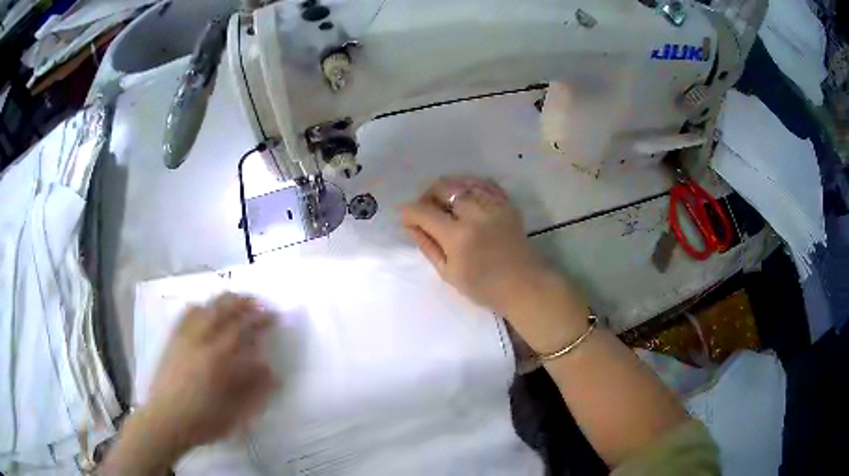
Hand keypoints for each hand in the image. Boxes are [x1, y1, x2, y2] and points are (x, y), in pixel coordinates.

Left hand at [144, 293, 277, 450]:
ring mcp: (184, 338)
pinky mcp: (173, 340)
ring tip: (235, 298)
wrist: (166, 420)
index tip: (273, 316)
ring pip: (205, 308)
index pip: (243, 331)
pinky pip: (186, 315)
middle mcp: (200, 341)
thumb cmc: (203, 421)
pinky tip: (204, 307)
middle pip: (223, 311)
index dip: (260, 320)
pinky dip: (199, 307)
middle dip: (243, 303)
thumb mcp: (235, 412)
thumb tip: (270, 369)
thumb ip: (254, 389)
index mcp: (218, 360)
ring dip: (223, 301)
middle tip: (258, 302)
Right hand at [401, 176, 550, 314]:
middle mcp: (475, 214)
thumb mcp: (448, 272)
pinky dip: (470, 187)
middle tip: (426, 210)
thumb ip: (428, 246)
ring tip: (446, 205)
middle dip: (427, 195)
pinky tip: (466, 198)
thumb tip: (410, 225)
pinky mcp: (507, 204)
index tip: (406, 218)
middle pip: (442, 187)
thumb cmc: (484, 287)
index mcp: (457, 236)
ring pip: (462, 182)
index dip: (409, 212)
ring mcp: (493, 205)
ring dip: (448, 190)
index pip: (423, 211)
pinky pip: (484, 184)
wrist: (523, 285)